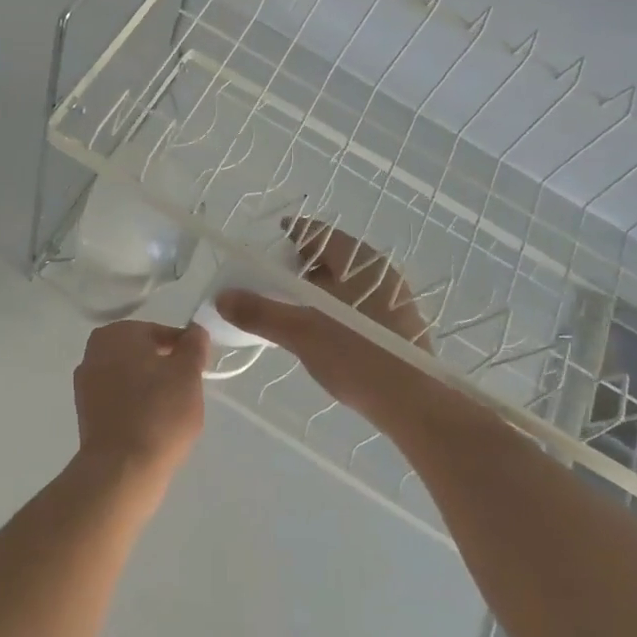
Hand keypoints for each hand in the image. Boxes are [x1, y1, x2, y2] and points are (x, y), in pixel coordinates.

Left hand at [73, 321, 207, 481]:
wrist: (122, 469)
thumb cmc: (159, 412)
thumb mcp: (188, 373)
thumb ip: (193, 345)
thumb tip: (195, 331)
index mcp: (117, 333)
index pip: (160, 332)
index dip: (183, 349)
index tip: (198, 370)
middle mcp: (94, 351)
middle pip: (141, 353)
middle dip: (164, 367)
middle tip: (187, 391)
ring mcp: (85, 383)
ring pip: (129, 376)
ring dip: (149, 387)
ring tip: (170, 411)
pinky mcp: (85, 412)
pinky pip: (118, 399)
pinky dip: (134, 405)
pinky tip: (151, 424)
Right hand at [215, 220, 431, 421]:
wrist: (415, 404)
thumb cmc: (357, 356)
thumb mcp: (301, 333)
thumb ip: (260, 312)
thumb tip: (222, 297)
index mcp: (360, 261)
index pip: (320, 232)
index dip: (292, 232)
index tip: (271, 238)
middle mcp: (380, 271)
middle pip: (334, 255)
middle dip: (302, 262)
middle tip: (274, 277)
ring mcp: (394, 298)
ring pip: (348, 280)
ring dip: (319, 286)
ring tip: (293, 306)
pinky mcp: (400, 324)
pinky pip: (359, 301)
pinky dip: (336, 305)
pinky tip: (323, 329)